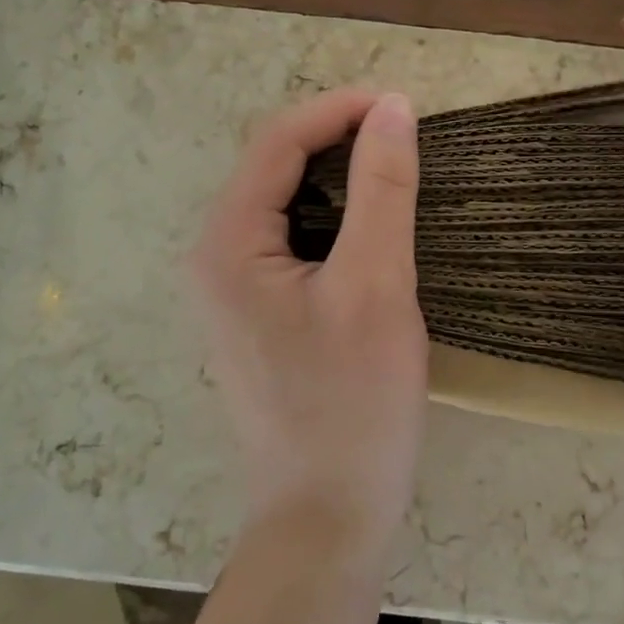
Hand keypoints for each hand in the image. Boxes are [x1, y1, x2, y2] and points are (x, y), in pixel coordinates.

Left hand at [192, 90, 427, 561]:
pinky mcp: (261, 314)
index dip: (340, 110)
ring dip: (341, 177)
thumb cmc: (351, 404)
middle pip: (276, 167)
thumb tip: (394, 109)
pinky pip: (295, 240)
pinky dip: (337, 217)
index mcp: (227, 243)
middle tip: (406, 138)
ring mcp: (234, 289)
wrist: (327, 518)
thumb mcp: (376, 285)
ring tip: (398, 171)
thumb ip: (383, 189)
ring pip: (288, 203)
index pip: (278, 142)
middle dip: (339, 140)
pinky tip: (375, 226)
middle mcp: (216, 257)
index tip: (405, 105)